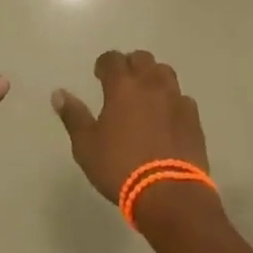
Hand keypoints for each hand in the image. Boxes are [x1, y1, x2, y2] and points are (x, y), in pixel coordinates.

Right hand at [51, 50, 208, 203]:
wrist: (169, 194)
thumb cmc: (120, 167)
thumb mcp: (86, 145)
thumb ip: (73, 116)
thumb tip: (58, 93)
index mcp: (123, 86)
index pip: (112, 58)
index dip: (104, 64)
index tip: (99, 75)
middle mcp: (151, 84)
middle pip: (142, 59)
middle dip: (130, 65)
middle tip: (121, 84)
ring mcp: (176, 99)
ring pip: (165, 73)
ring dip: (153, 77)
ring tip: (145, 96)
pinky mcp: (194, 118)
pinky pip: (182, 98)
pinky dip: (172, 101)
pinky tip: (167, 117)